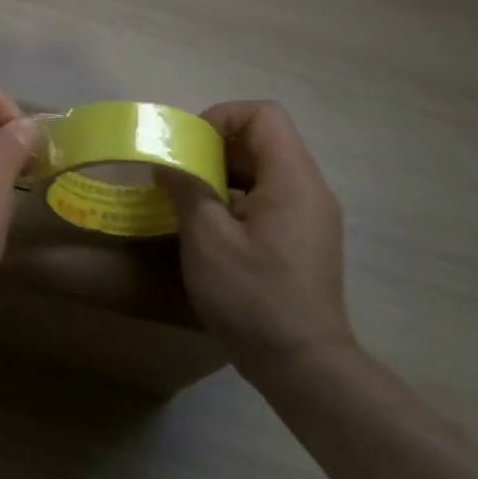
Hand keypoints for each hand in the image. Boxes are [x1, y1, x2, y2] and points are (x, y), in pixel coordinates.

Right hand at [163, 101, 354, 379]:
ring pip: (264, 169)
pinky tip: (210, 228)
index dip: (221, 117)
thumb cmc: (252, 296)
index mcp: (292, 179)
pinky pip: (268, 197)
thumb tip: (168, 163)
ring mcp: (310, 215)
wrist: (303, 364)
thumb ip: (186, 189)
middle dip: (215, 148)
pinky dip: (236, 198)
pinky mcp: (303, 238)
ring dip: (222, 175)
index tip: (188, 147)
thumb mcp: (206, 239)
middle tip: (179, 175)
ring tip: (188, 201)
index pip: (263, 114)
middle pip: (263, 139)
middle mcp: (309, 189)